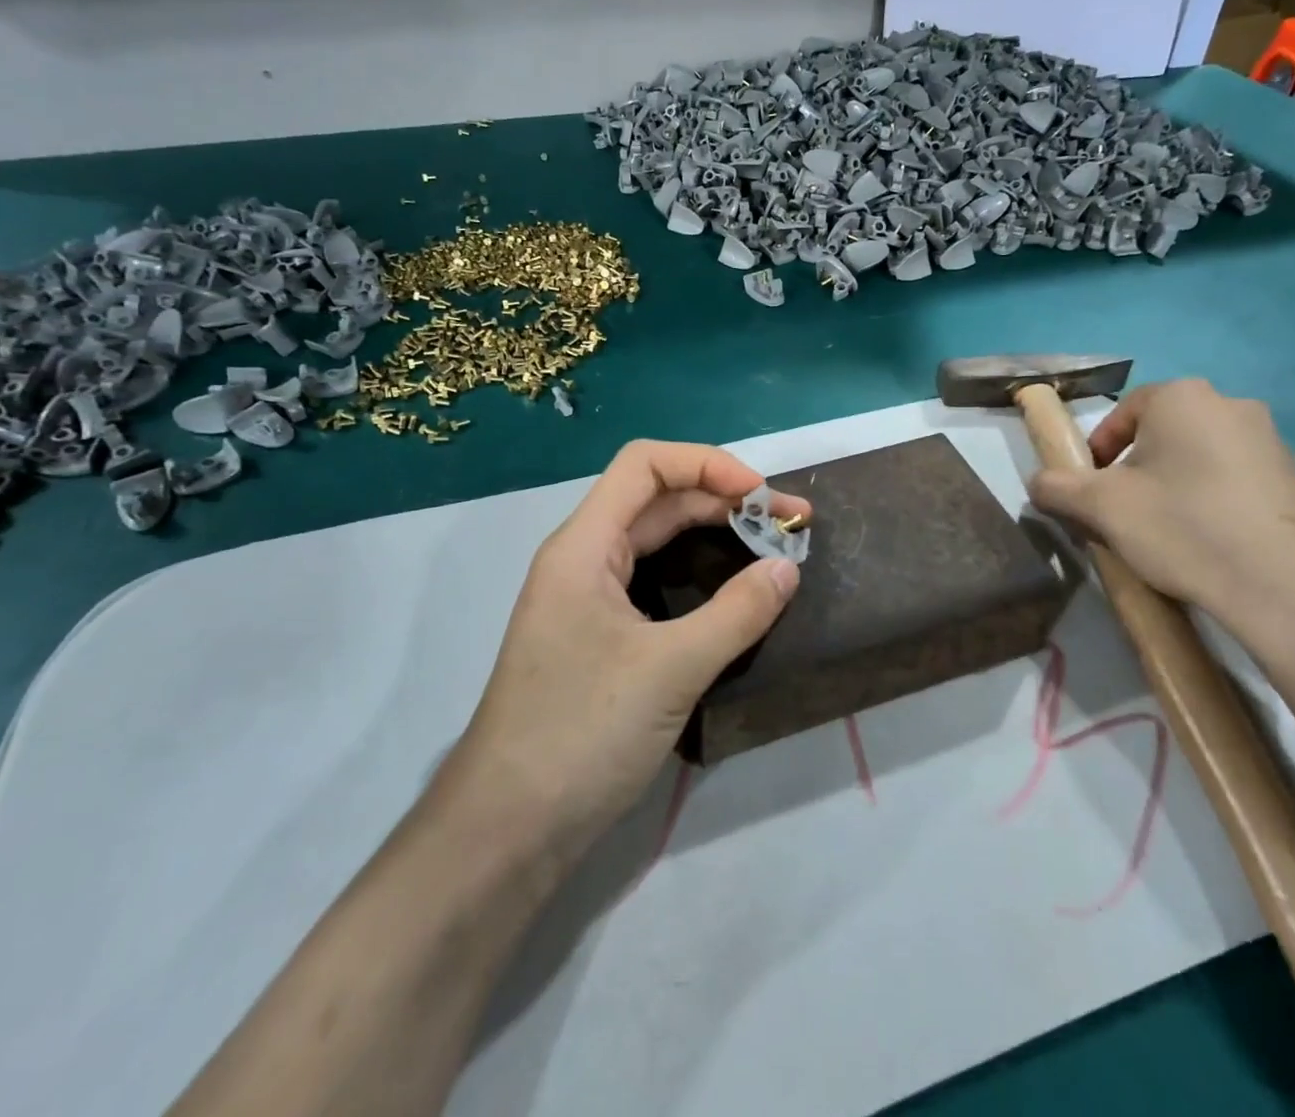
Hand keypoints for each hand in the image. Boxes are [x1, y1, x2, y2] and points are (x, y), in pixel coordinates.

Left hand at [442, 440, 808, 863]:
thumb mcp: (670, 669)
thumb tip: (787, 569)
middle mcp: (583, 560)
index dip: (707, 463)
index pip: (645, 464)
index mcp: (584, 546)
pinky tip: (733, 596)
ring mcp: (588, 601)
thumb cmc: (580, 733)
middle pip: (657, 501)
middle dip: (723, 502)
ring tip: (770, 550)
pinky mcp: (599, 639)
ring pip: (657, 543)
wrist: (507, 830)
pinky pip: (655, 584)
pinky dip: (698, 577)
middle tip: (787, 526)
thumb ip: (736, 613)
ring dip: (713, 537)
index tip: (761, 495)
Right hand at [1028, 379, 1294, 623]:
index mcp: (1182, 397)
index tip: (1090, 491)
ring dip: (1172, 485)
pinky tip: (1205, 541)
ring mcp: (1271, 442)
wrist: (1282, 585)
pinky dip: (1210, 501)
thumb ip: (1055, 487)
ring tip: (1162, 531)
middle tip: (1121, 512)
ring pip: (1197, 457)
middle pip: (1160, 434)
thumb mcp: (1098, 506)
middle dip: (1134, 469)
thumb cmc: (1180, 526)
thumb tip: (1039, 484)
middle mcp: (1230, 405)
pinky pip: (1233, 480)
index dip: (1096, 452)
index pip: (1121, 414)